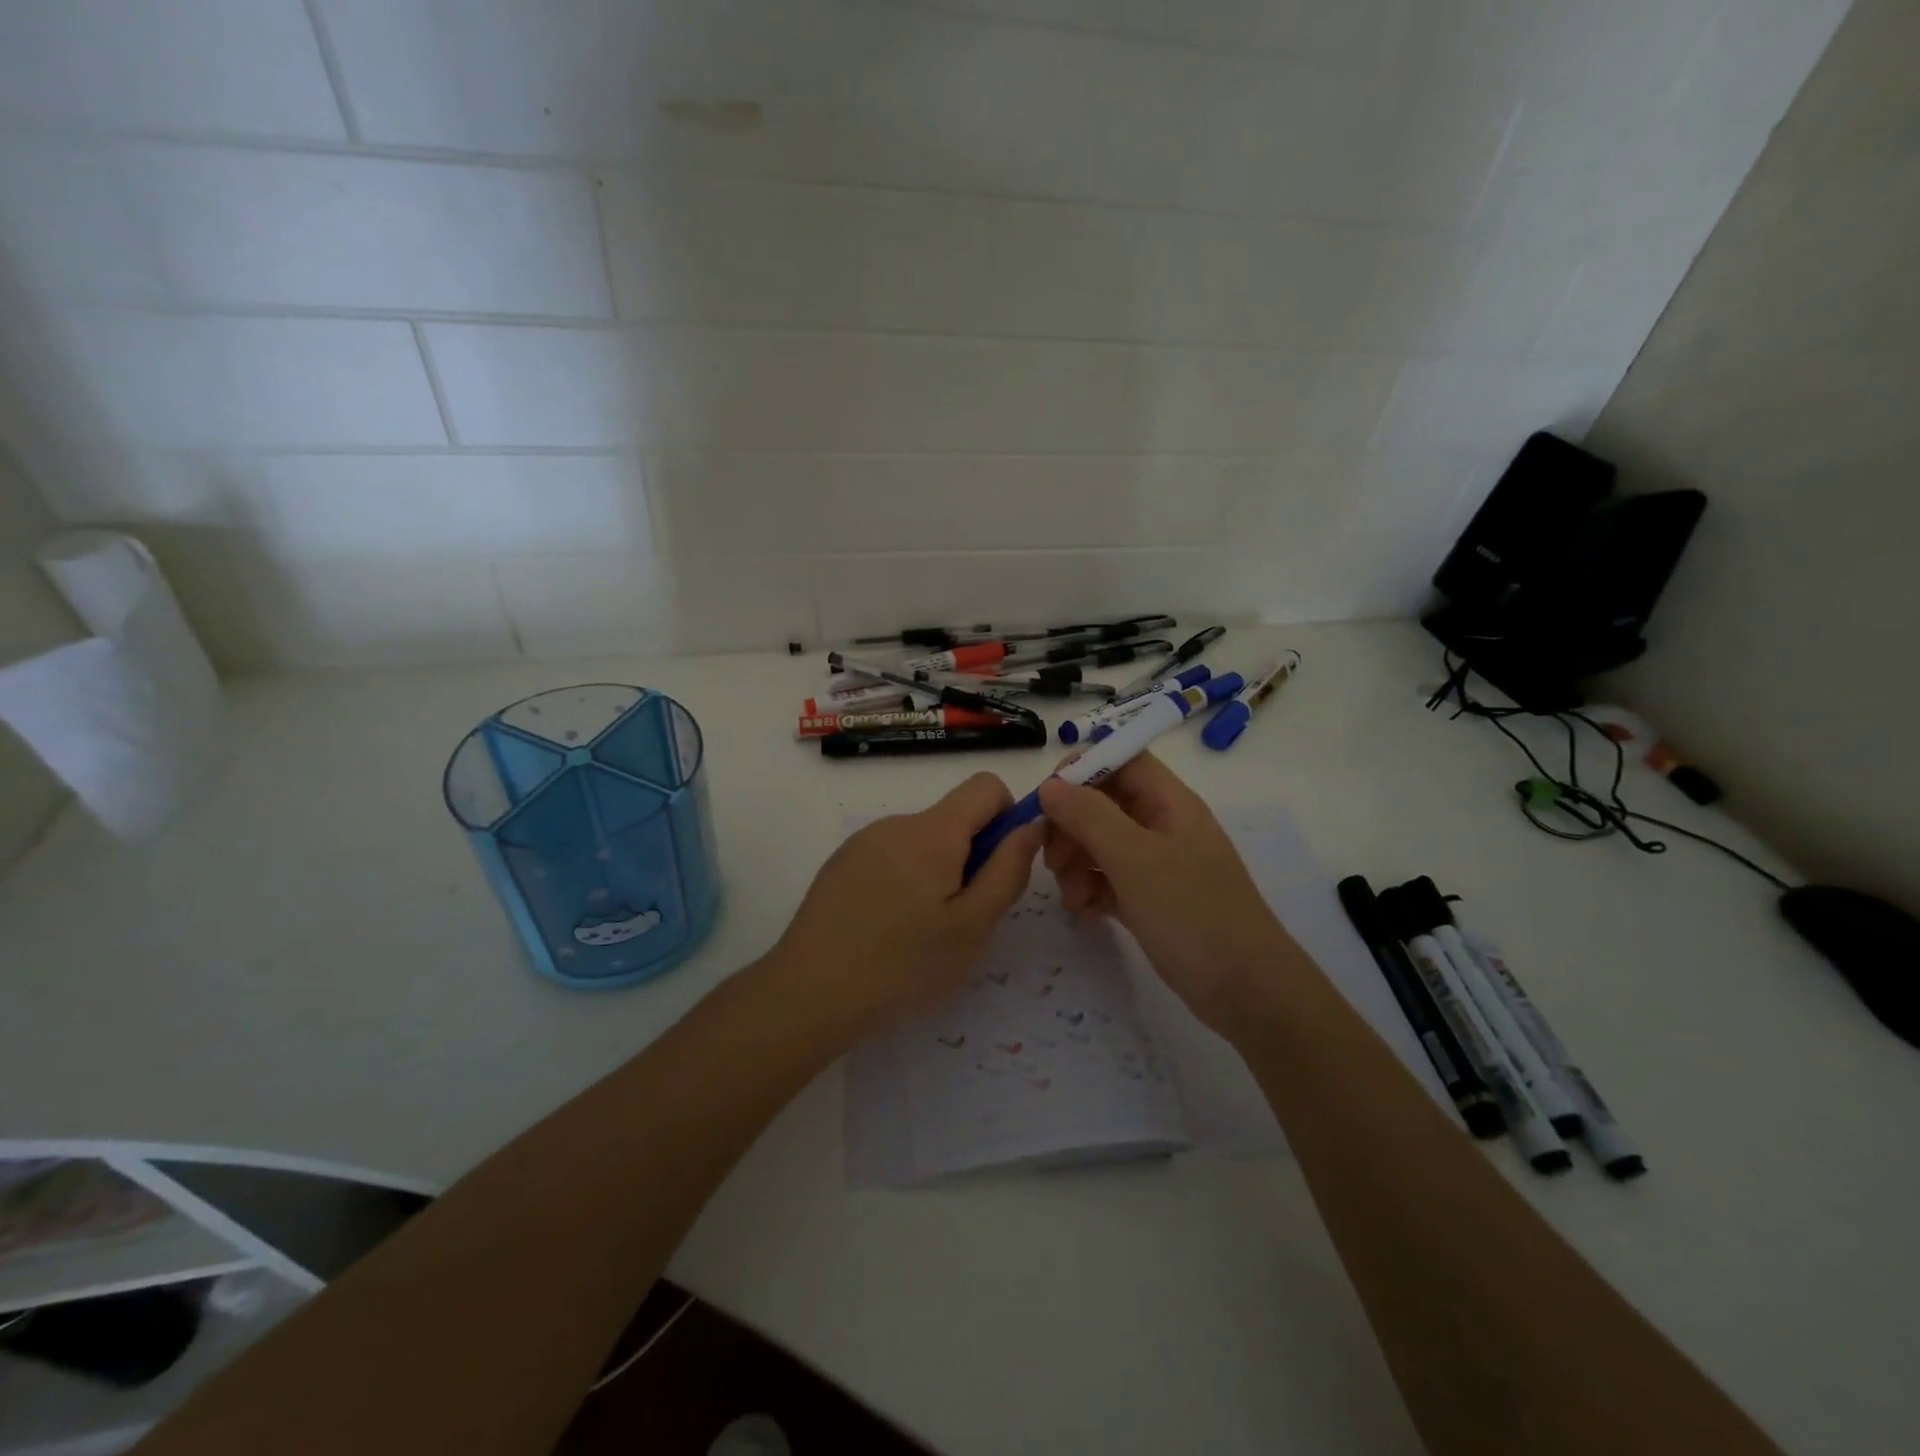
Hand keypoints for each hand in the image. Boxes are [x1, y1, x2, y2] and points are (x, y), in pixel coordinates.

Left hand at [772, 773, 1042, 1029]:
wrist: (809, 992)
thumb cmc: (903, 964)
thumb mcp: (972, 926)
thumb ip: (1008, 870)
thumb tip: (1031, 825)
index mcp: (933, 832)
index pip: (986, 786)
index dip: (1008, 816)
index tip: (1000, 865)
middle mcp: (897, 822)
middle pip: (953, 817)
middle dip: (971, 855)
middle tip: (961, 916)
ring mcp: (864, 841)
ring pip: (922, 840)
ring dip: (937, 870)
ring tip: (921, 929)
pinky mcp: (841, 862)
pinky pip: (891, 854)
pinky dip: (905, 879)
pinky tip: (887, 927)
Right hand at [1039, 753, 1294, 1035]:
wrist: (1247, 992)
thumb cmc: (1193, 914)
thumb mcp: (1135, 859)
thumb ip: (1089, 816)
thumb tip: (1050, 785)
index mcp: (1169, 802)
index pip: (1121, 759)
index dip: (1081, 769)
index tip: (1047, 800)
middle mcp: (1163, 825)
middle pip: (1103, 802)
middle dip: (1071, 826)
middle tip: (1053, 860)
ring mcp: (1159, 864)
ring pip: (1101, 843)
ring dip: (1076, 862)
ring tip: (1072, 897)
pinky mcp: (1152, 899)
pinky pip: (1109, 879)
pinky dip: (1091, 889)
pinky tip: (1085, 912)